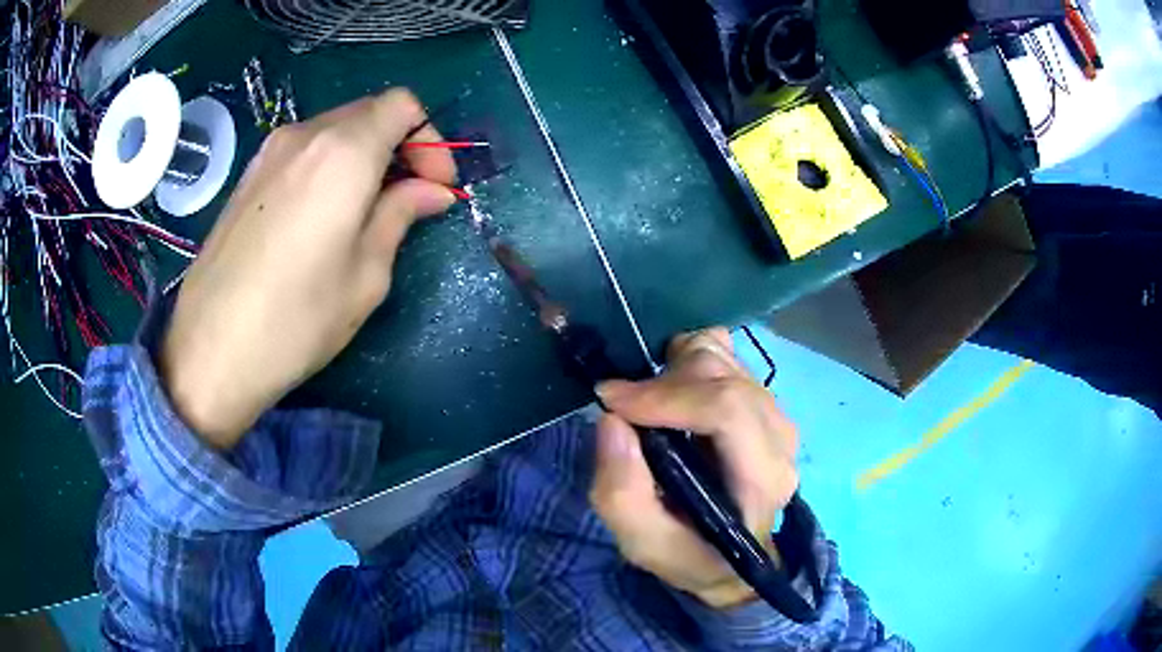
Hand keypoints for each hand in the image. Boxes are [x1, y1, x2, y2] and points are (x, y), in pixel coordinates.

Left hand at [161, 89, 456, 448]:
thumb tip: (431, 191)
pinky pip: (304, 151)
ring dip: (364, 156)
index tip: (435, 186)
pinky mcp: (248, 176)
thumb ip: (400, 215)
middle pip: (369, 112)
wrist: (210, 350)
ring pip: (335, 130)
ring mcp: (270, 152)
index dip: (430, 140)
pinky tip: (325, 215)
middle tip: (410, 200)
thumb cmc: (297, 319)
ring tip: (367, 211)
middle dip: (400, 146)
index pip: (402, 105)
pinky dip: (330, 166)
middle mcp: (305, 135)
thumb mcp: (366, 274)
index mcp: (344, 152)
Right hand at [590, 328, 798, 608]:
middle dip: (663, 383)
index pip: (727, 410)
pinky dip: (688, 364)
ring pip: (723, 357)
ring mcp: (775, 413)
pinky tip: (674, 395)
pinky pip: (724, 356)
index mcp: (761, 479)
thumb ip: (622, 495)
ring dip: (674, 370)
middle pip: (723, 376)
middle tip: (625, 409)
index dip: (665, 395)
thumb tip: (612, 421)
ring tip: (651, 406)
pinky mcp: (762, 400)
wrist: (729, 558)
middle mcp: (779, 438)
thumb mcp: (644, 544)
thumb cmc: (691, 554)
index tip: (612, 402)